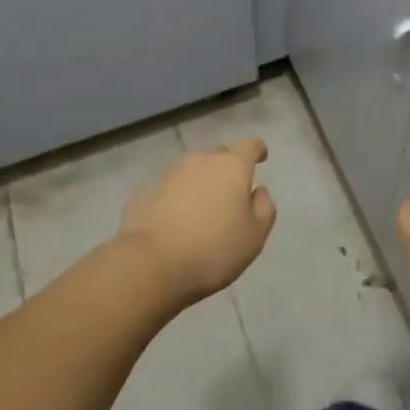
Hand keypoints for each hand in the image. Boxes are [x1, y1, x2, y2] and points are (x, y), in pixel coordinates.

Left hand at [118, 139, 276, 304]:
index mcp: (231, 167)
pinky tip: (177, 219)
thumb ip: (264, 208)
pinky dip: (177, 198)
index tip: (261, 157)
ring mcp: (169, 174)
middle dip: (227, 167)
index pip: (249, 146)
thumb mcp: (254, 236)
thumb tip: (259, 191)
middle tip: (232, 191)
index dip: (257, 150)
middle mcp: (200, 161)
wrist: (152, 263)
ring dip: (200, 182)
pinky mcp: (146, 191)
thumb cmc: (213, 249)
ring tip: (203, 207)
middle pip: (219, 155)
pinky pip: (170, 189)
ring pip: (192, 170)